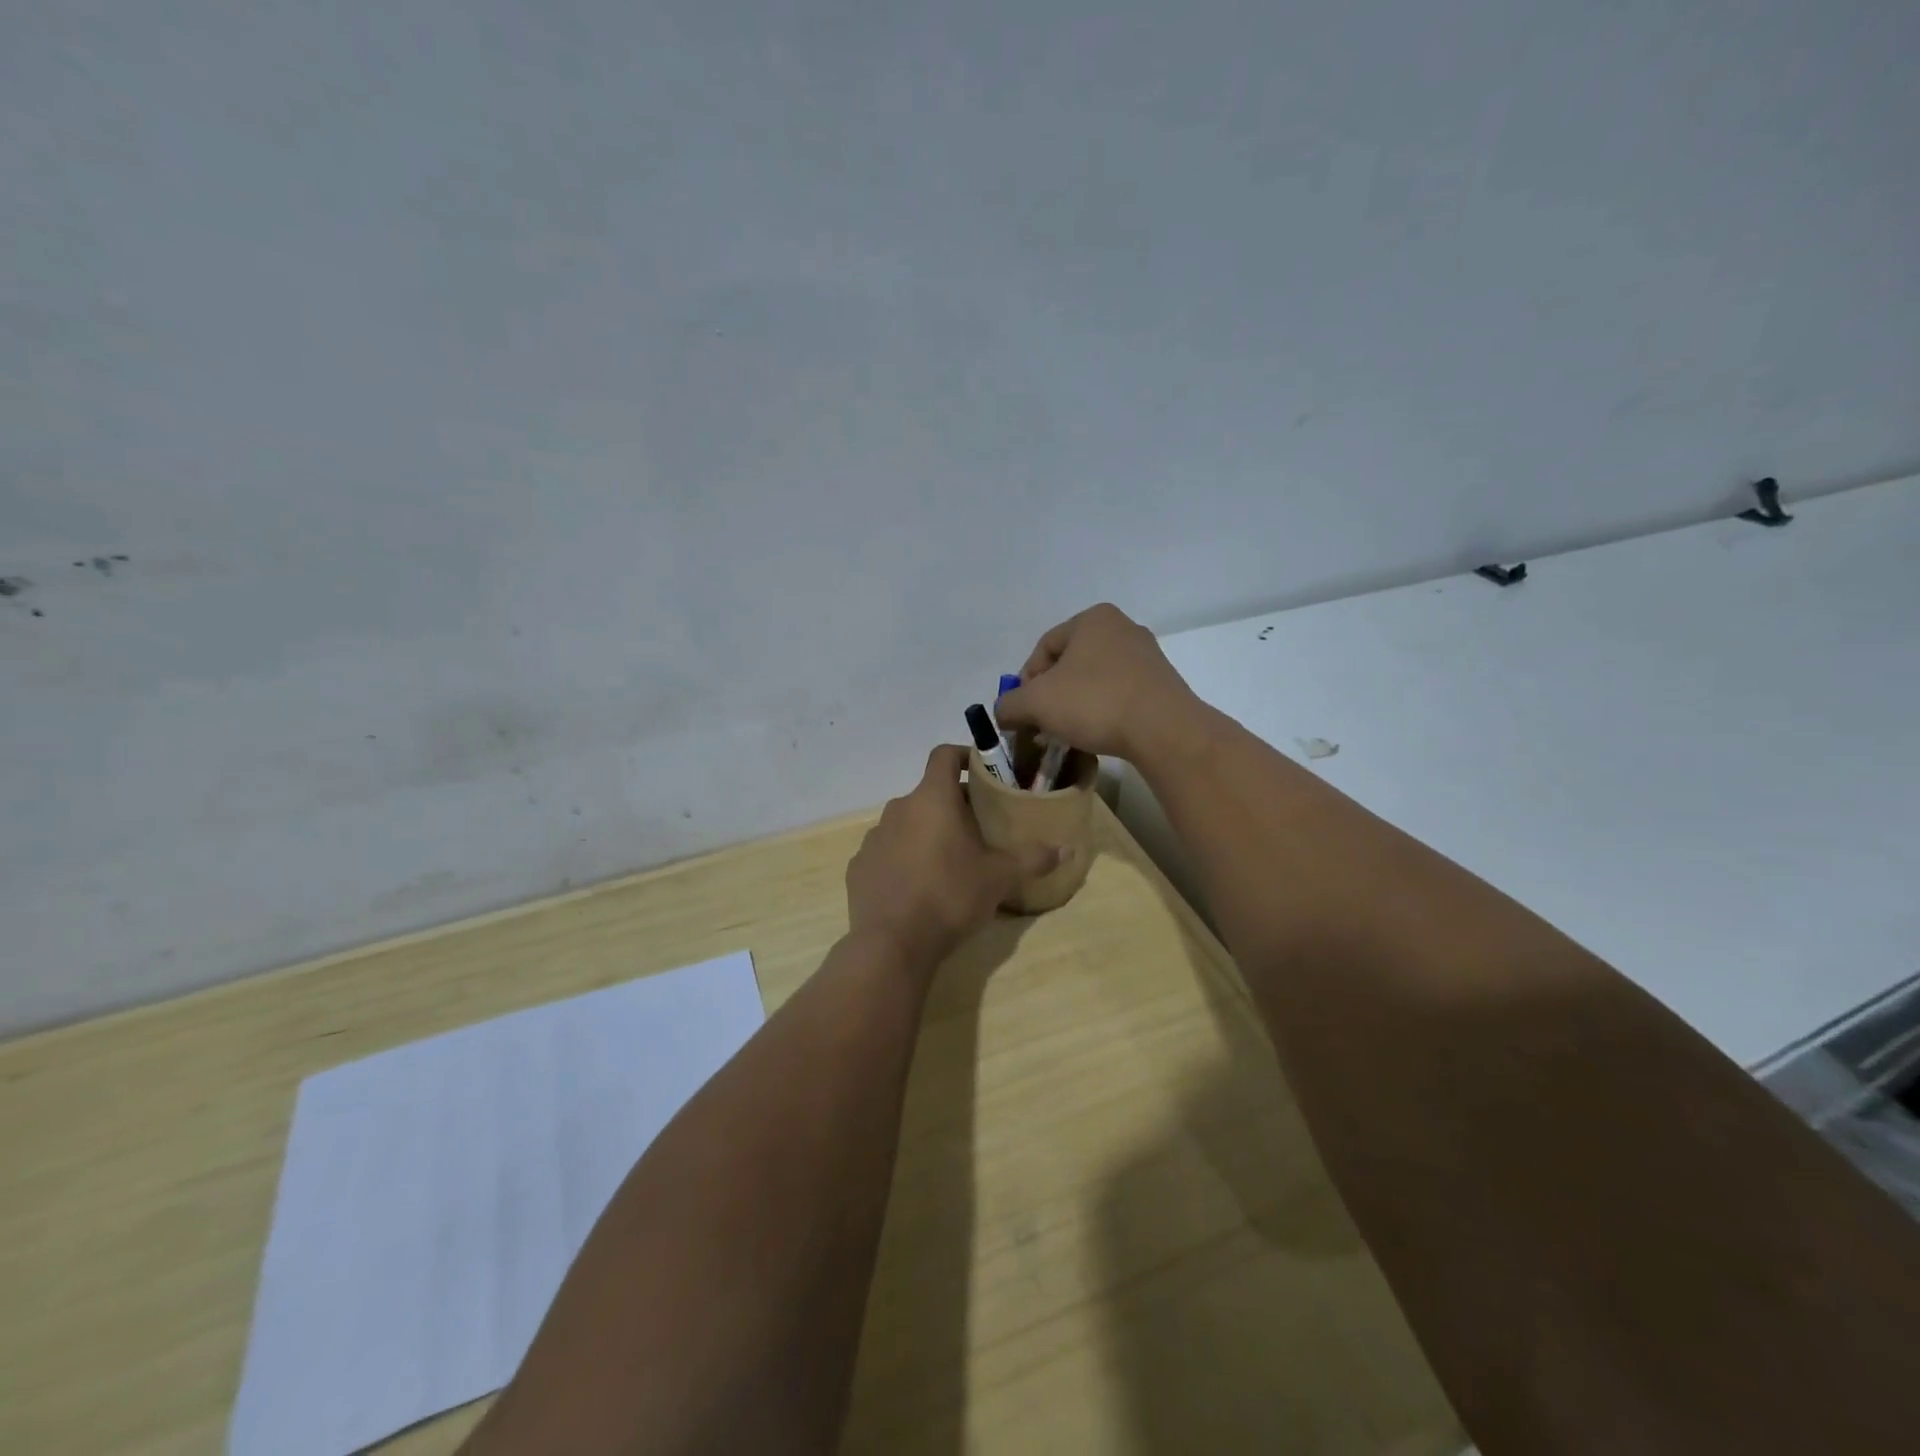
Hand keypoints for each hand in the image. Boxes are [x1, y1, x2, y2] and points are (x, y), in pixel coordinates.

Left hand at [846, 746, 1063, 968]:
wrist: (892, 943)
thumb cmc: (950, 896)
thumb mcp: (1000, 878)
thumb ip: (1033, 859)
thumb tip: (1069, 849)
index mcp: (931, 799)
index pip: (943, 755)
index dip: (963, 756)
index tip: (982, 772)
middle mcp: (898, 809)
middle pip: (928, 794)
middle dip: (952, 806)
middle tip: (977, 829)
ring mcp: (873, 837)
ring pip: (906, 824)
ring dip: (925, 833)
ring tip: (947, 862)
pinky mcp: (858, 866)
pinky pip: (886, 852)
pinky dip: (902, 860)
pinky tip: (916, 887)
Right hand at [993, 604, 1198, 763]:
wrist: (1163, 730)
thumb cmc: (1094, 703)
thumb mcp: (1036, 703)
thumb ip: (1009, 705)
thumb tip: (1004, 713)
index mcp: (1092, 619)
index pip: (1044, 648)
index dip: (1025, 682)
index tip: (1023, 712)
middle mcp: (1122, 628)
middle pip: (1070, 664)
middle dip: (1051, 695)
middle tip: (1042, 724)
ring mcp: (1147, 656)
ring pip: (1095, 680)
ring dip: (1076, 705)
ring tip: (1069, 733)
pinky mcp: (1162, 684)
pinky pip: (1119, 694)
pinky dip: (1103, 712)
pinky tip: (1098, 734)